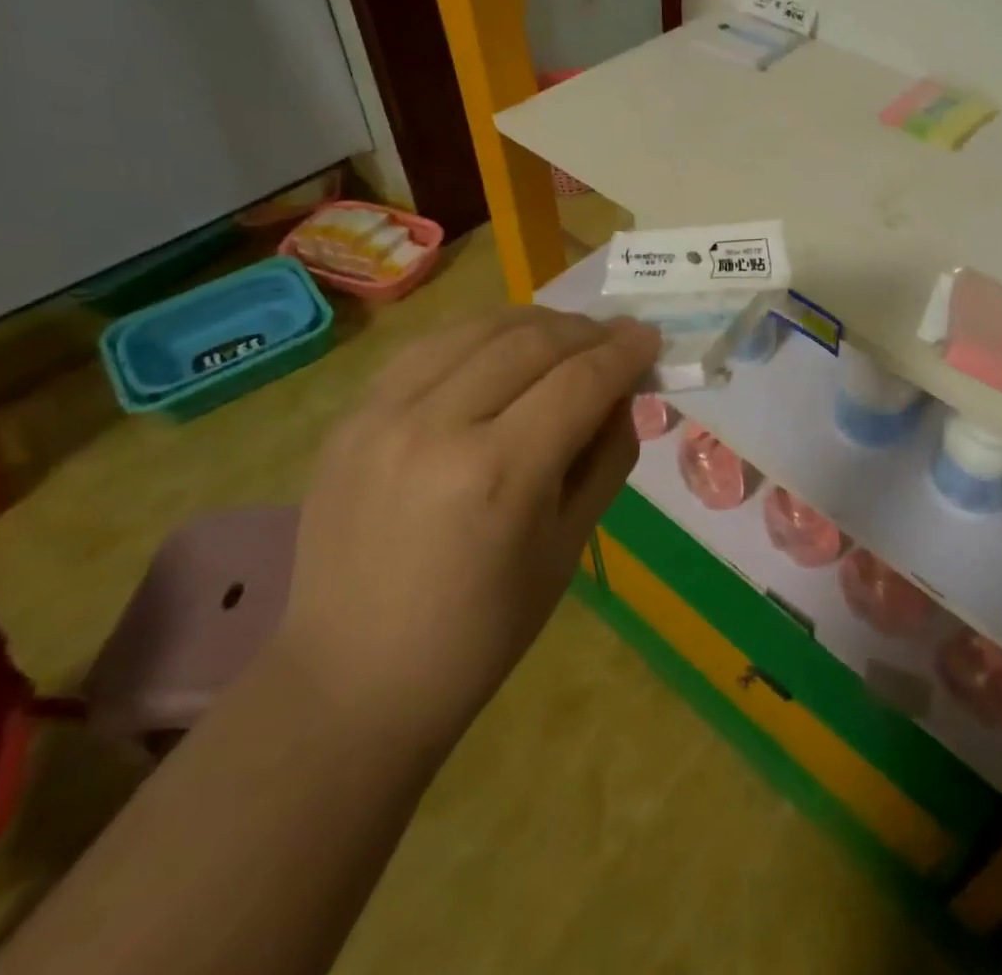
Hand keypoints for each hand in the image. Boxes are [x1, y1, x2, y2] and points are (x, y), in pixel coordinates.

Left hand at [275, 306, 659, 755]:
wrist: (353, 678)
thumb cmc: (481, 632)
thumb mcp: (568, 548)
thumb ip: (606, 458)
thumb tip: (623, 393)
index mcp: (499, 474)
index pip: (580, 382)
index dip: (624, 352)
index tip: (651, 338)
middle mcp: (438, 427)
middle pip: (531, 343)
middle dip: (587, 331)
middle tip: (616, 337)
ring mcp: (382, 416)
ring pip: (477, 330)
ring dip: (534, 323)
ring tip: (565, 336)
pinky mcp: (350, 418)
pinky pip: (427, 349)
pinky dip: (477, 337)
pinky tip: (500, 349)